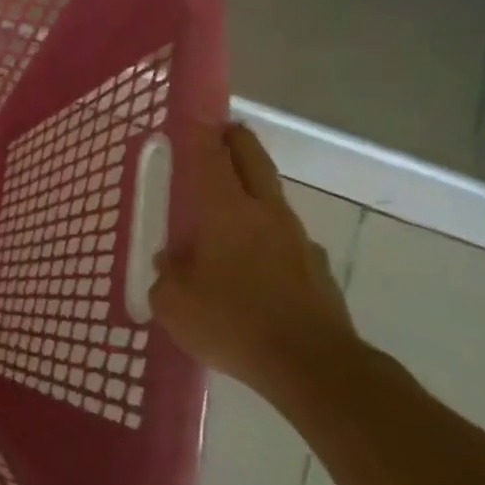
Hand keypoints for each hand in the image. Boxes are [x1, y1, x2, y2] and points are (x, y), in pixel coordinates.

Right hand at [148, 123, 360, 396]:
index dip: (200, 134)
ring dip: (254, 189)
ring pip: (273, 199)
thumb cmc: (232, 322)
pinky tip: (256, 263)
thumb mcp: (174, 303)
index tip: (193, 117)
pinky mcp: (317, 270)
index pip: (211, 158)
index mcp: (227, 211)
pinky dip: (268, 237)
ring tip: (232, 204)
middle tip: (224, 130)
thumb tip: (170, 262)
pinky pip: (286, 240)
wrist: (313, 367)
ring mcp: (298, 240)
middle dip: (237, 140)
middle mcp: (266, 213)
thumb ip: (167, 275)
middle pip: (253, 161)